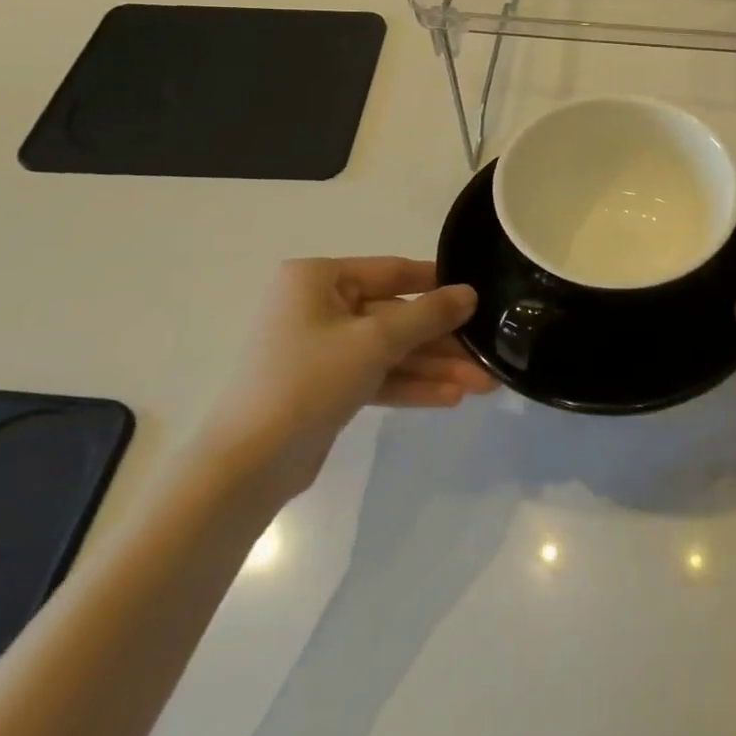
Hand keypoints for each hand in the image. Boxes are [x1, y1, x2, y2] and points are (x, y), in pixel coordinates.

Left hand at [201, 257, 491, 500]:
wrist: (248, 465)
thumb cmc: (309, 380)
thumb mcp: (376, 340)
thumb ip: (428, 314)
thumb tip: (470, 293)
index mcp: (317, 279)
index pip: (391, 271)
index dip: (437, 284)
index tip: (478, 295)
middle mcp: (317, 306)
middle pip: (394, 316)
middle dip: (441, 341)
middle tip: (487, 355)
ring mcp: (320, 349)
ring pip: (389, 350)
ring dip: (433, 367)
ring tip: (482, 385)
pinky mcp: (324, 387)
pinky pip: (376, 376)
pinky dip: (410, 385)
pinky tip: (451, 398)